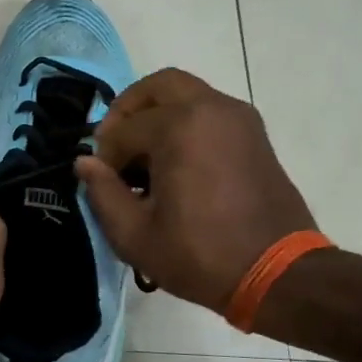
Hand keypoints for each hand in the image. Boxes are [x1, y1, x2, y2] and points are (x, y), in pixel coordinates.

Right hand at [75, 69, 317, 318]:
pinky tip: (174, 164)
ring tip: (144, 158)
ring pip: (185, 94)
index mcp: (179, 128)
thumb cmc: (199, 255)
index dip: (105, 158)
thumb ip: (102, 192)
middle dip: (128, 111)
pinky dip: (184, 123)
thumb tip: (85, 163)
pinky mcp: (254, 134)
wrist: (277, 273)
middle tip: (115, 146)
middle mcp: (211, 109)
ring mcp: (238, 118)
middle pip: (157, 87)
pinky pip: (208, 111)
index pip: (123, 130)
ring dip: (156, 115)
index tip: (103, 185)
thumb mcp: (135, 235)